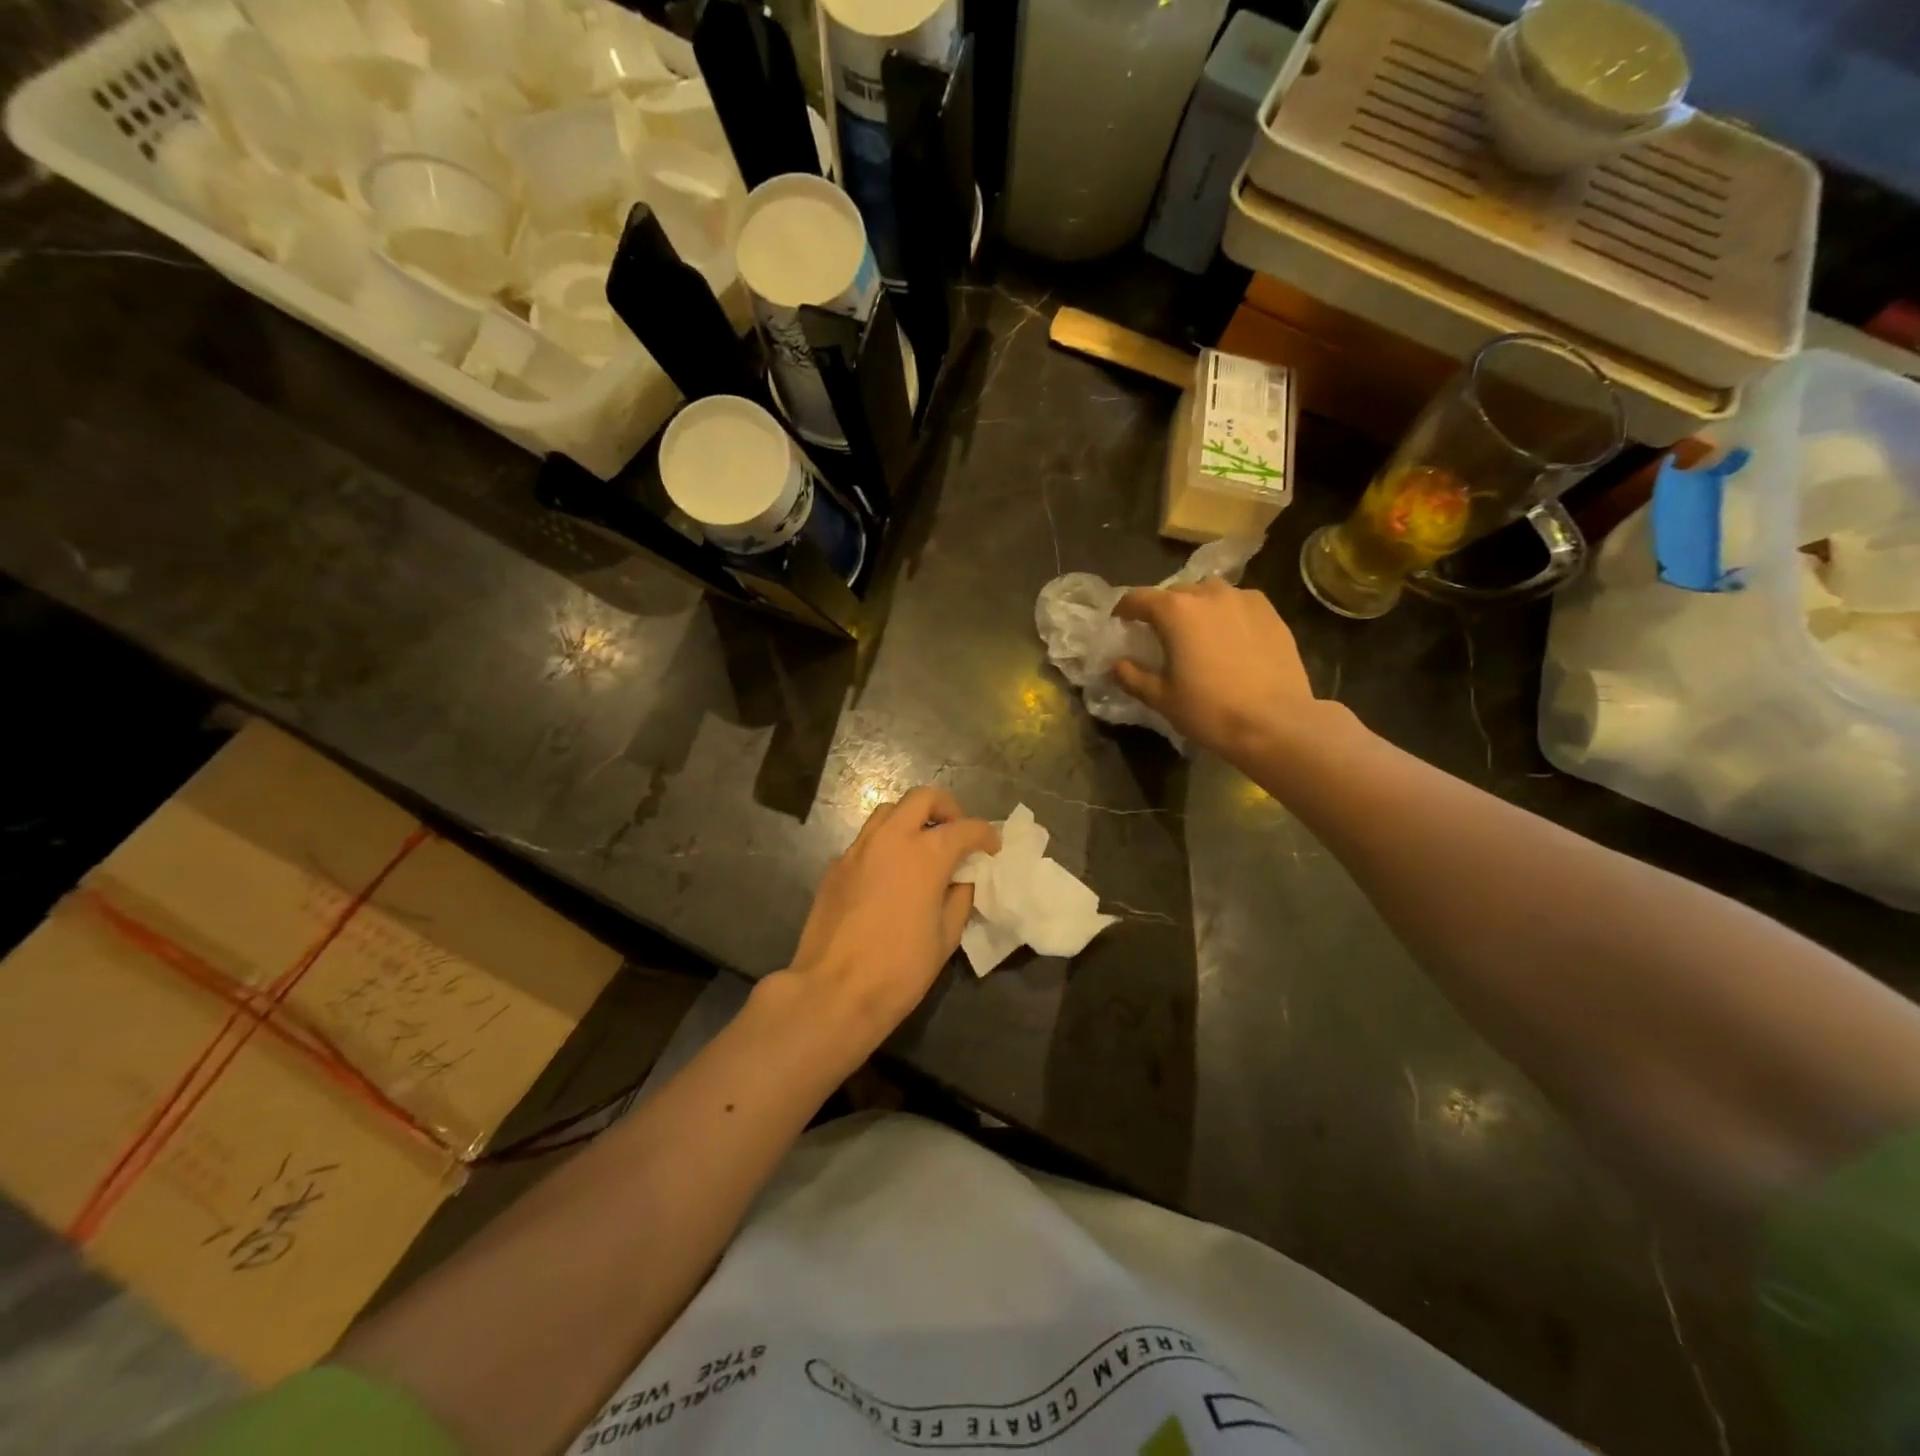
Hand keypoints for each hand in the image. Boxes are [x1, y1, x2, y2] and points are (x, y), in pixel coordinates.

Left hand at [783, 787, 998, 1057]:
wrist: (834, 991)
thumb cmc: (900, 969)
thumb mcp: (946, 937)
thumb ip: (959, 898)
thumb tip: (960, 880)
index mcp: (926, 854)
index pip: (965, 828)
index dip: (985, 834)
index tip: (992, 847)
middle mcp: (890, 839)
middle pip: (922, 798)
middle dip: (947, 808)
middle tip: (956, 833)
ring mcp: (858, 849)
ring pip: (889, 812)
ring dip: (911, 819)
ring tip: (922, 847)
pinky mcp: (835, 866)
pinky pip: (866, 840)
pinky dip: (885, 844)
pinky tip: (890, 874)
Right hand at [1112, 578, 1317, 761]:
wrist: (1275, 722)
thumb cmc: (1209, 710)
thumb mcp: (1161, 698)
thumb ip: (1132, 676)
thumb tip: (1116, 665)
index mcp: (1175, 611)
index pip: (1138, 598)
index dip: (1124, 609)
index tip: (1120, 622)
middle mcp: (1209, 594)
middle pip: (1176, 592)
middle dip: (1163, 609)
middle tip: (1160, 633)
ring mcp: (1244, 599)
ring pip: (1210, 593)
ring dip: (1197, 607)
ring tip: (1198, 632)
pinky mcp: (1271, 612)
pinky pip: (1239, 604)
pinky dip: (1227, 614)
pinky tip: (1230, 638)